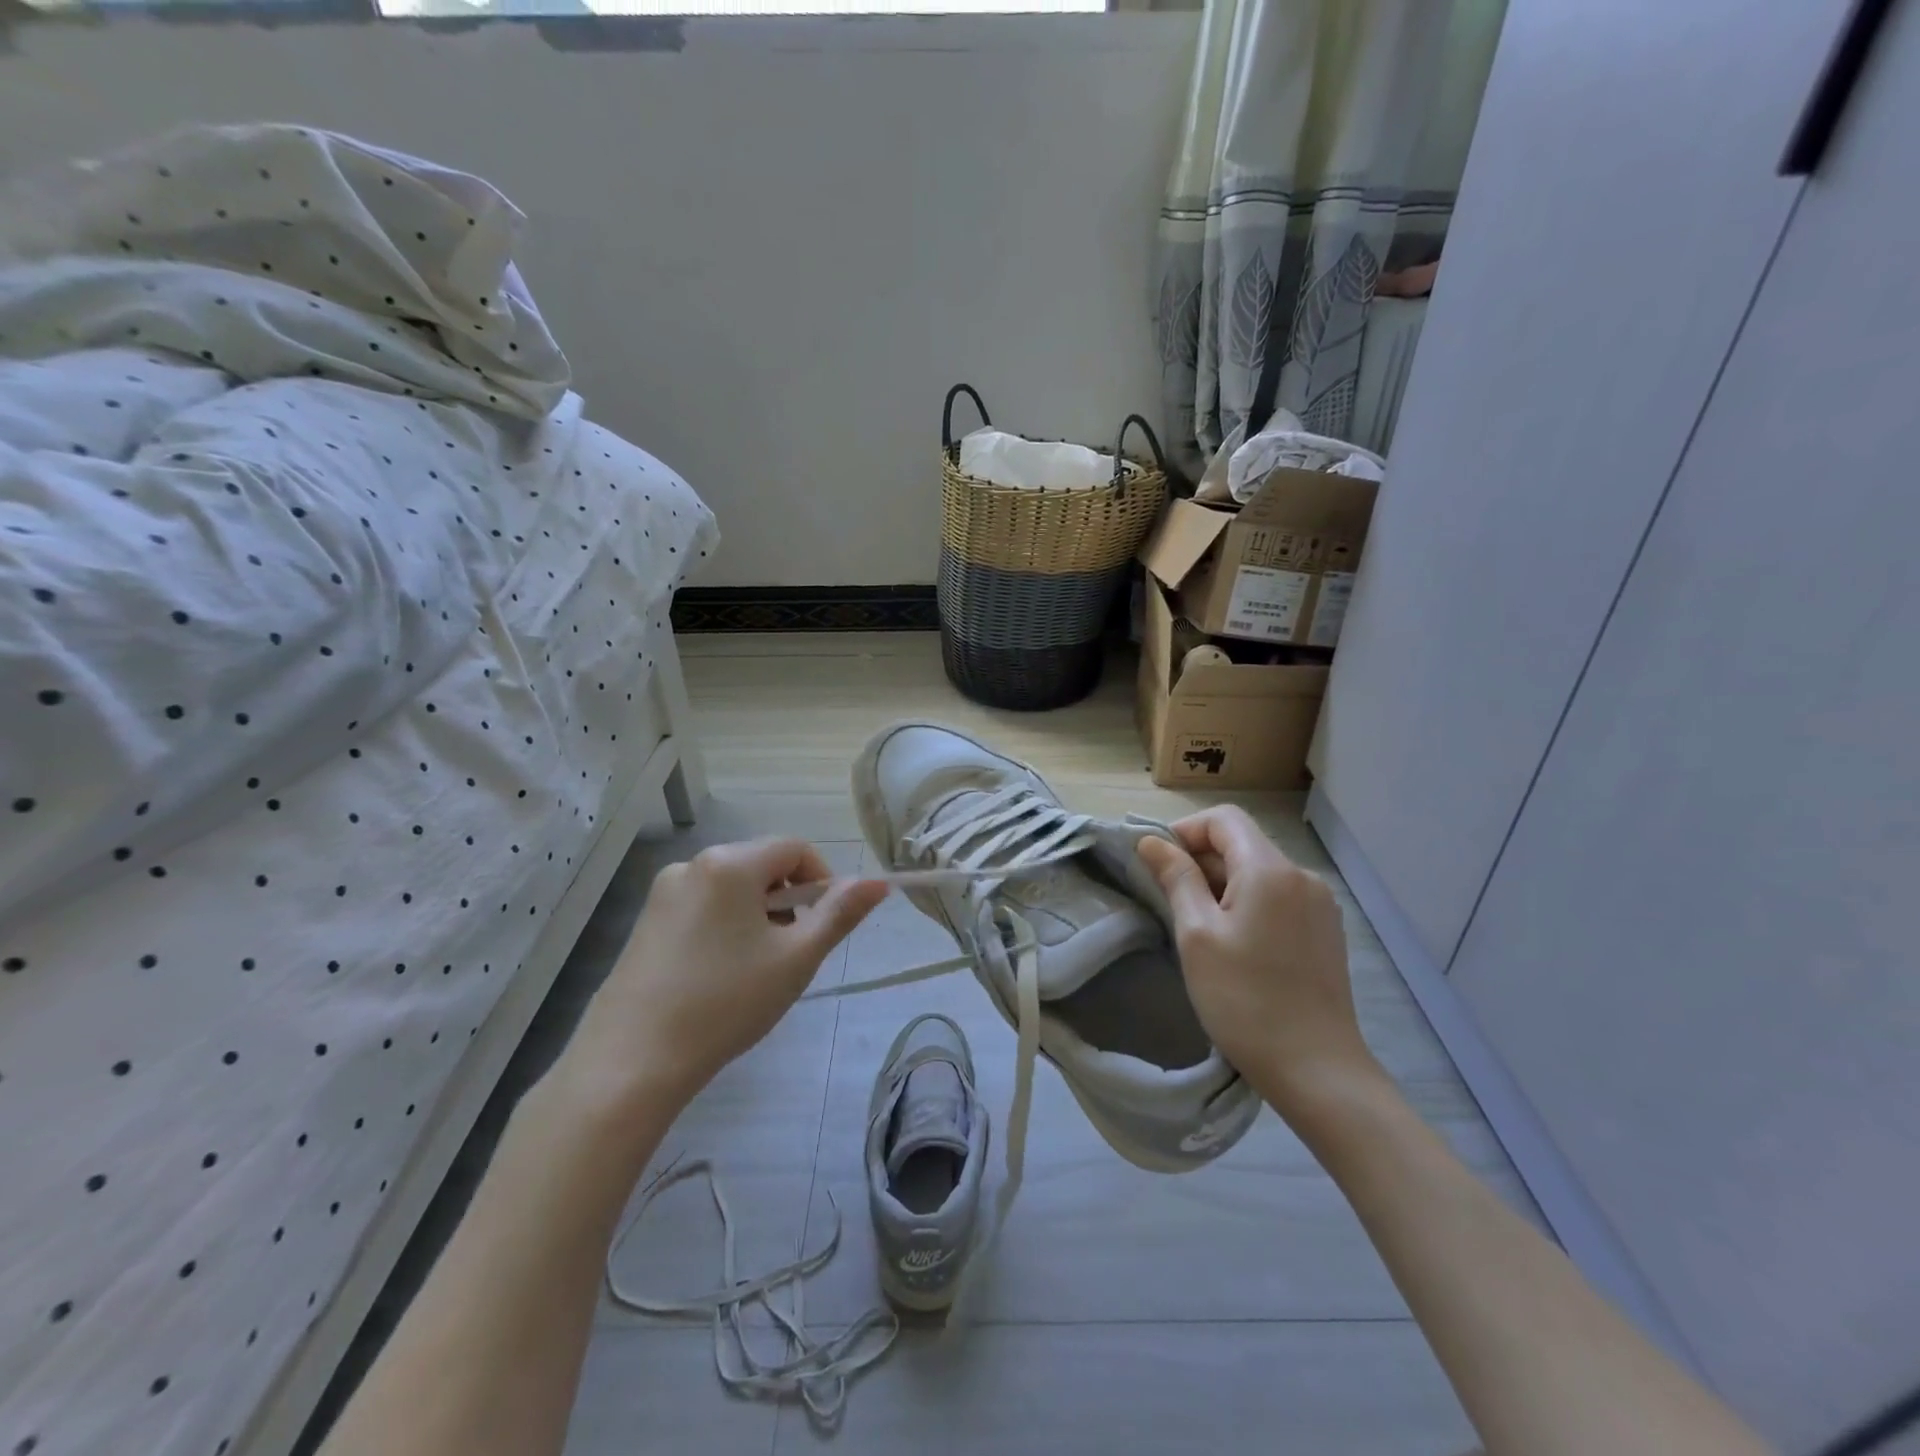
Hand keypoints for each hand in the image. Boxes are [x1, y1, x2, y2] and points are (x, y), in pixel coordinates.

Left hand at [563, 839, 886, 1112]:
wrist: (631, 1062)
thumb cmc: (726, 1002)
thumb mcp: (796, 958)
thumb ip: (840, 914)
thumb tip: (878, 882)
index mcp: (730, 863)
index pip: (795, 848)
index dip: (822, 881)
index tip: (823, 928)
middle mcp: (693, 864)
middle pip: (762, 866)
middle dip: (788, 902)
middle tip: (790, 955)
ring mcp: (663, 892)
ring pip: (733, 888)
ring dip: (759, 916)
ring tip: (754, 971)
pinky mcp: (646, 921)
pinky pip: (704, 906)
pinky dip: (726, 927)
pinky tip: (719, 976)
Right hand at [1137, 807, 1379, 1117]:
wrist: (1317, 1070)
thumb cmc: (1244, 1000)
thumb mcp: (1197, 935)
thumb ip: (1176, 879)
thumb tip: (1151, 841)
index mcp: (1270, 870)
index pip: (1223, 819)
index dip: (1185, 831)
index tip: (1158, 865)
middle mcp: (1301, 876)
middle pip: (1242, 843)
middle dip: (1201, 861)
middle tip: (1170, 902)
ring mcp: (1320, 904)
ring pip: (1259, 872)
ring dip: (1223, 884)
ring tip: (1200, 929)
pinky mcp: (1325, 930)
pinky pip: (1278, 897)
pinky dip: (1248, 903)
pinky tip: (1236, 944)